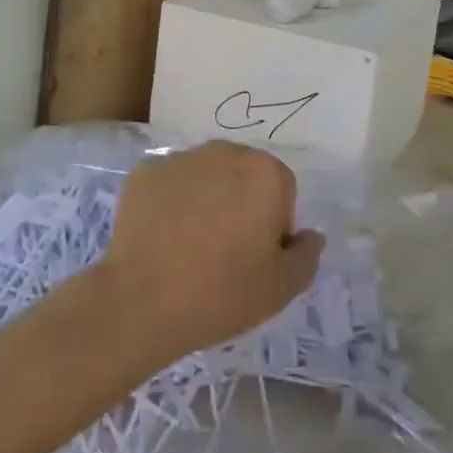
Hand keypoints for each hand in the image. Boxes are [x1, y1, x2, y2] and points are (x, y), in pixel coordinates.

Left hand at [98, 142, 324, 365]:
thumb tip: (310, 235)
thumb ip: (306, 255)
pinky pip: (169, 185)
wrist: (142, 300)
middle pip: (242, 176)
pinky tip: (161, 238)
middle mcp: (224, 152)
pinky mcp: (145, 171)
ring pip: (205, 177)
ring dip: (205, 200)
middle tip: (225, 251)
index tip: (257, 258)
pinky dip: (169, 204)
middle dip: (240, 204)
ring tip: (190, 246)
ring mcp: (180, 158)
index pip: (282, 191)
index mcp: (264, 172)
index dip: (274, 225)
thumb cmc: (222, 292)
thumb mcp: (281, 288)